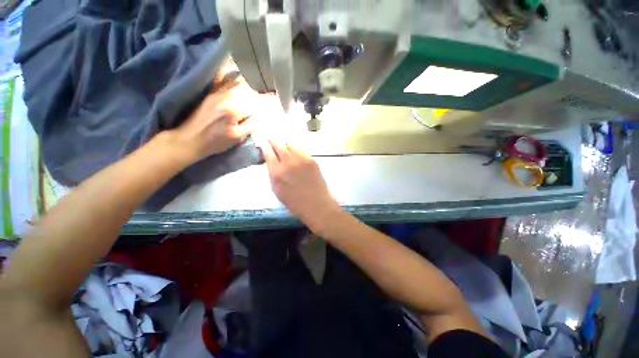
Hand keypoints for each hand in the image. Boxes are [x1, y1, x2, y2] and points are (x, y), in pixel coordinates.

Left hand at [168, 78, 264, 162]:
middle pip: (250, 89)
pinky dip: (239, 81)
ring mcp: (218, 92)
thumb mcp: (238, 137)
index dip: (269, 101)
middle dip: (262, 93)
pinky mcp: (213, 92)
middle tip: (270, 98)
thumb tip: (266, 114)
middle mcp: (227, 96)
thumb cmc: (215, 142)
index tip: (278, 101)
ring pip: (240, 83)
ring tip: (259, 94)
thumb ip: (253, 124)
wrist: (190, 139)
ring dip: (252, 87)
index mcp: (234, 109)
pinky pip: (228, 81)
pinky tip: (244, 85)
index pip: (257, 101)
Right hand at [261, 140, 340, 230]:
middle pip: (279, 144)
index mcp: (277, 172)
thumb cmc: (294, 202)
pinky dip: (296, 150)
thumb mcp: (276, 189)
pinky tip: (295, 154)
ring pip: (290, 144)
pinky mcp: (312, 160)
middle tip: (272, 139)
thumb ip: (272, 173)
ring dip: (285, 145)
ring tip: (284, 147)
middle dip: (273, 140)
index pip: (268, 151)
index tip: (263, 140)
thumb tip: (271, 161)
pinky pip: (301, 150)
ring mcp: (301, 159)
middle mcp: (288, 162)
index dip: (264, 144)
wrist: (316, 204)